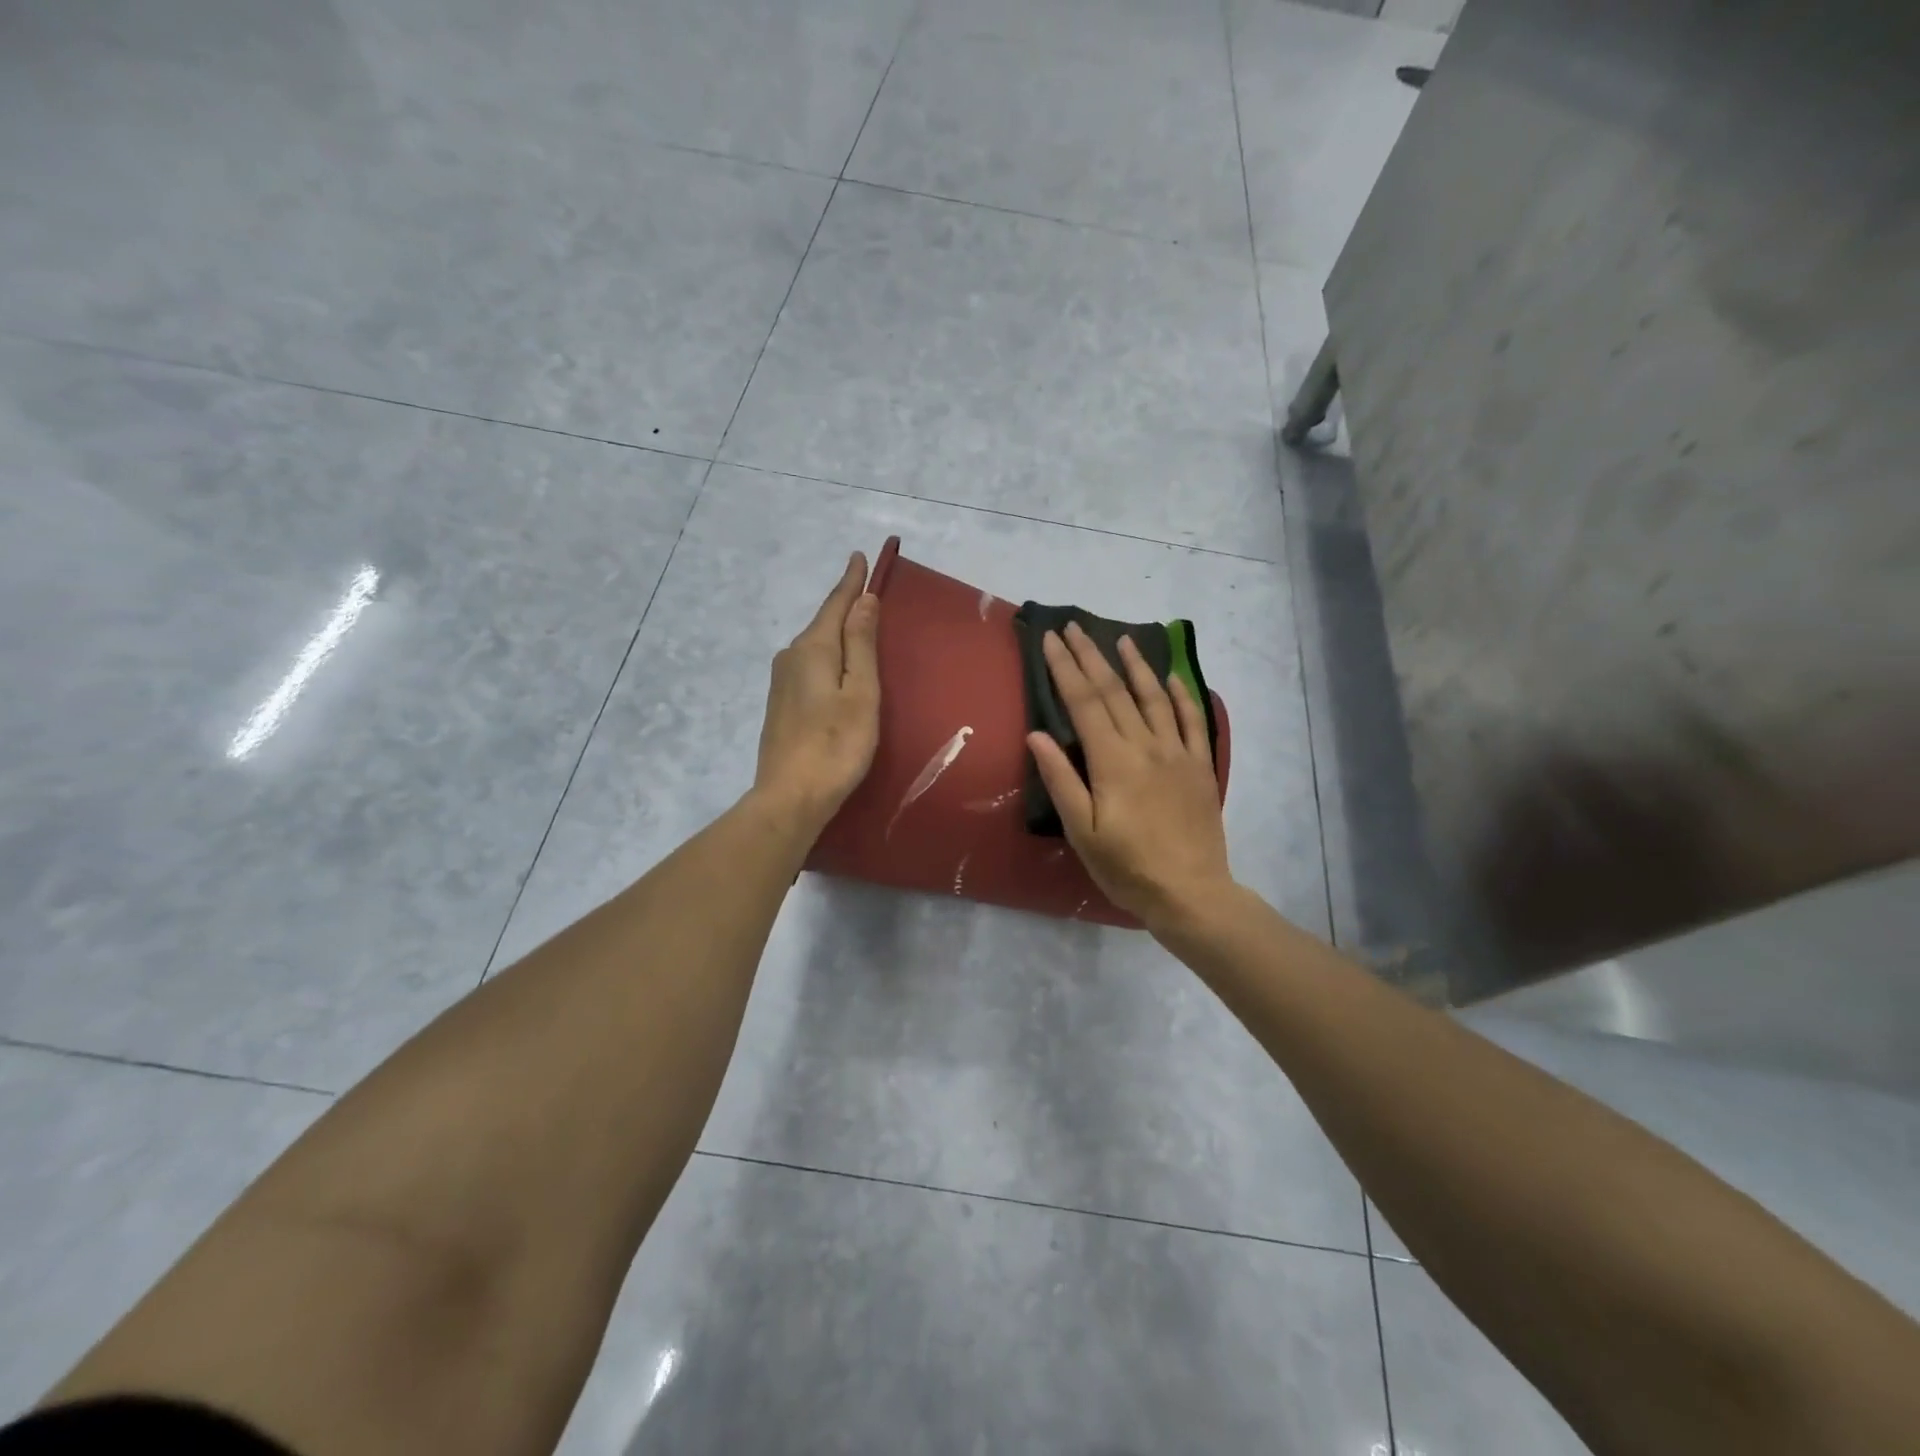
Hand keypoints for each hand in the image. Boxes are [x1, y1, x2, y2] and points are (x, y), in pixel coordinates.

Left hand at [752, 552, 881, 834]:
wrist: (790, 796)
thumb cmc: (836, 745)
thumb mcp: (860, 693)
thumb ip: (861, 645)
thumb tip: (863, 600)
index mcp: (812, 649)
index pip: (835, 605)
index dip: (850, 582)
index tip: (859, 556)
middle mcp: (791, 657)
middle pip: (823, 623)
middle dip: (844, 605)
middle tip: (866, 589)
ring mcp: (781, 682)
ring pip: (815, 646)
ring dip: (836, 633)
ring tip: (858, 624)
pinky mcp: (780, 704)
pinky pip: (809, 666)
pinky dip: (827, 656)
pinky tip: (837, 667)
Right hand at [1028, 623, 1234, 933]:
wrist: (1190, 892)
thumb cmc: (1127, 867)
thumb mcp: (1082, 831)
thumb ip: (1061, 780)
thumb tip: (1037, 735)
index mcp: (1112, 761)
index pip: (1084, 702)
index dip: (1065, 668)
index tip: (1051, 640)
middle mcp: (1145, 746)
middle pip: (1114, 691)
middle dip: (1091, 656)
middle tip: (1074, 627)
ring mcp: (1177, 752)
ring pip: (1153, 697)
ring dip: (1135, 665)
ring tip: (1120, 639)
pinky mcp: (1199, 765)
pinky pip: (1191, 719)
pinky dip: (1179, 694)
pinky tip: (1170, 675)